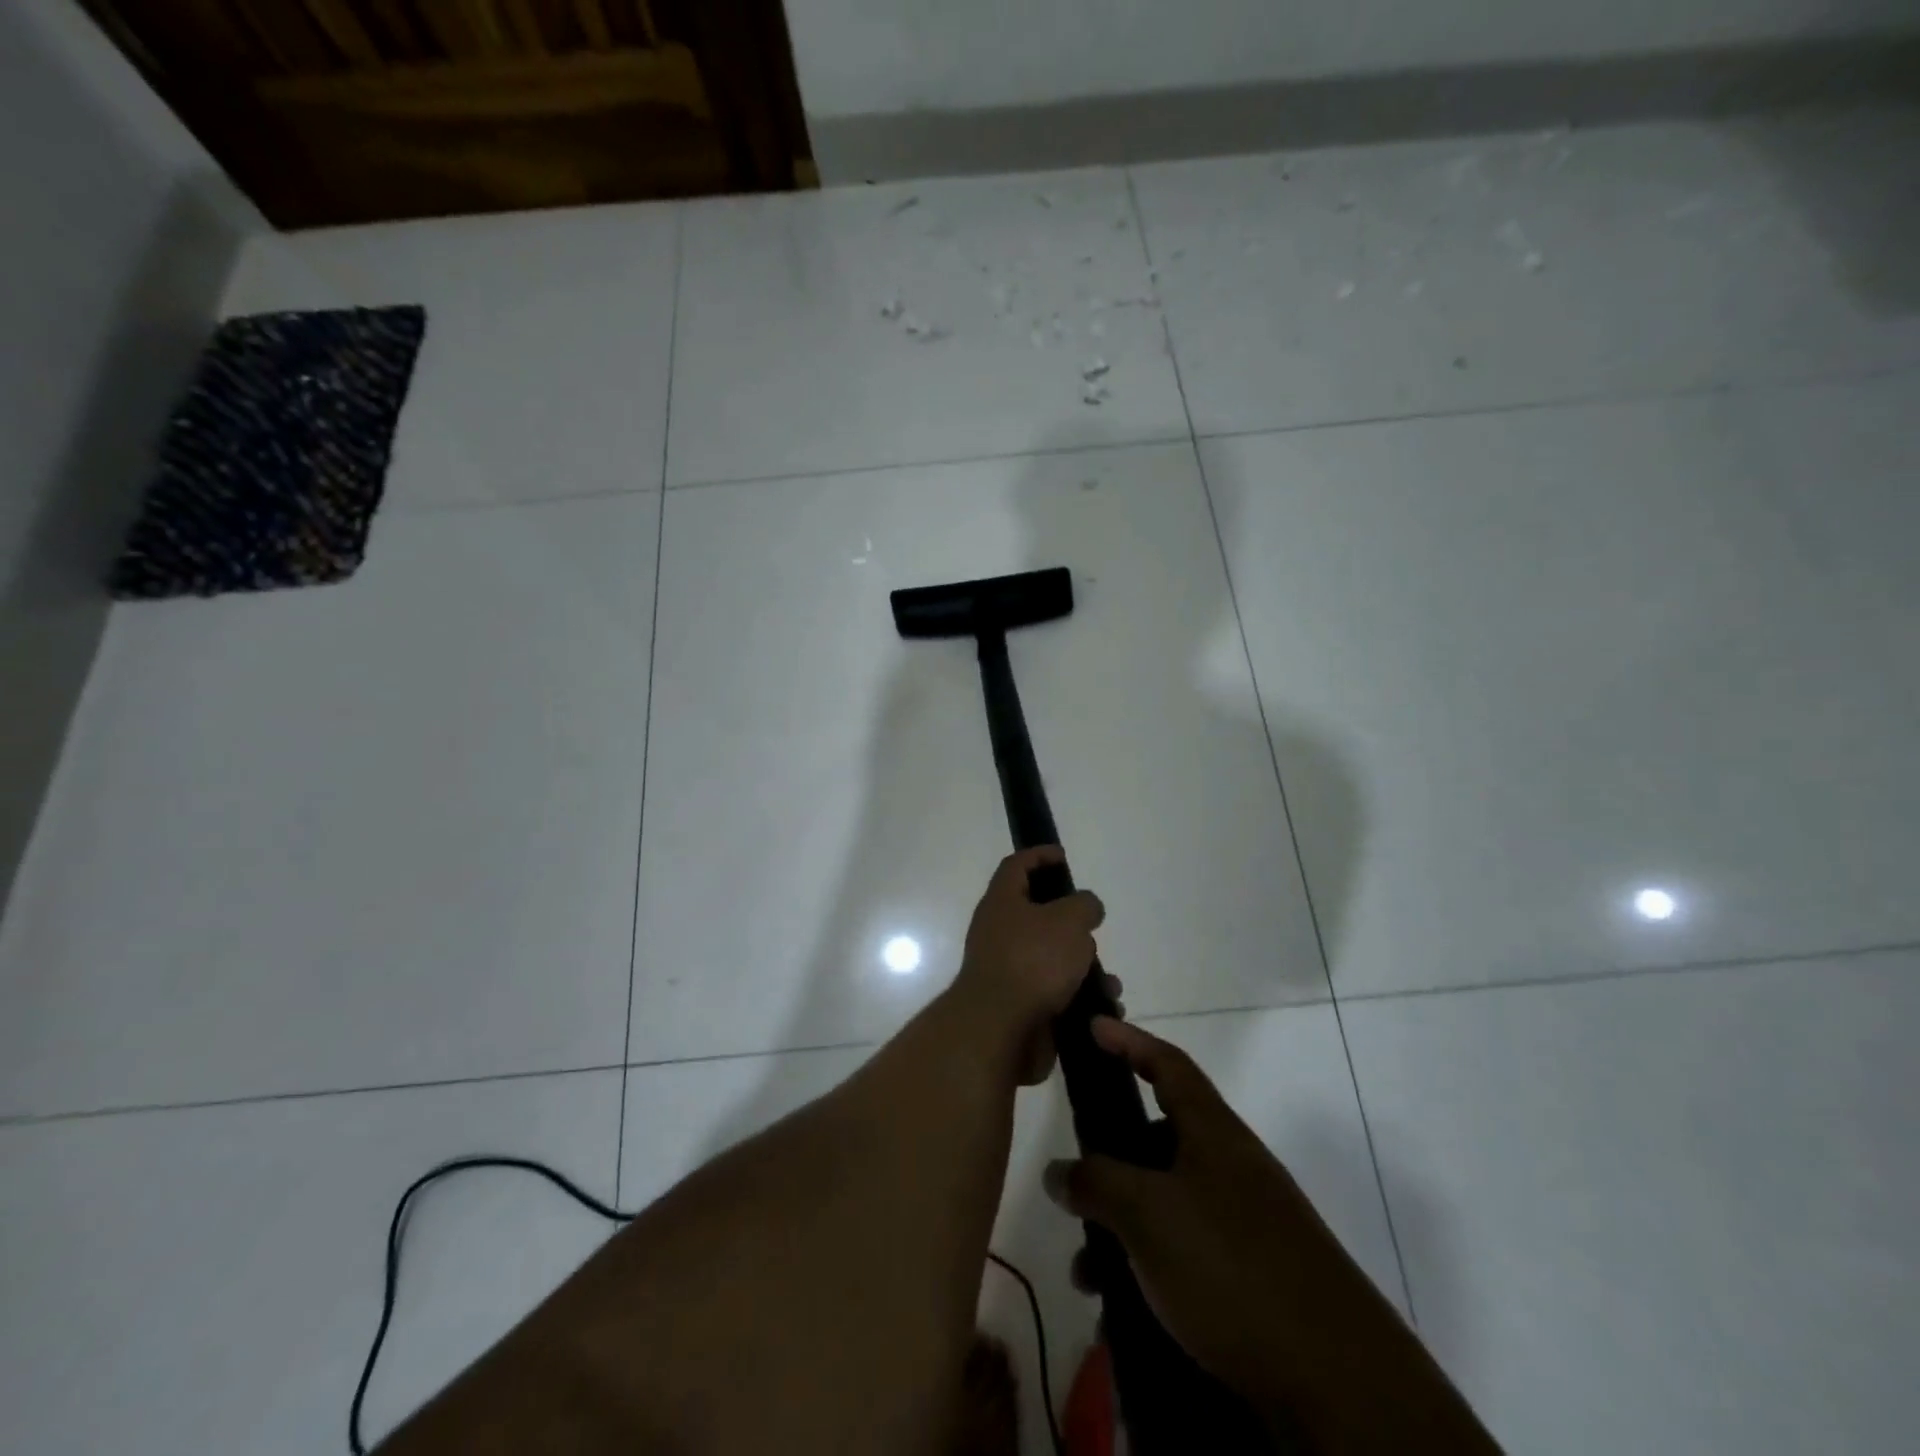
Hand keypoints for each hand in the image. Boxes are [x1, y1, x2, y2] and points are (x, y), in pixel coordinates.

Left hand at [948, 846, 1109, 1084]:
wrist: (1001, 1029)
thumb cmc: (1033, 960)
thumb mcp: (1069, 920)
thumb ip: (1084, 905)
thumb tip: (1085, 908)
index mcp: (1002, 902)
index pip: (1016, 866)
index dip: (1038, 855)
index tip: (1062, 857)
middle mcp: (999, 932)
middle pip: (1037, 915)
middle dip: (1070, 921)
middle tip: (1092, 926)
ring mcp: (1008, 970)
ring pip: (1051, 958)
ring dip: (1082, 966)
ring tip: (1108, 980)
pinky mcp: (1020, 1005)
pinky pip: (1056, 993)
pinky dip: (1080, 997)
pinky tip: (1103, 1007)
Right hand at [1043, 1018, 1349, 1419]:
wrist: (1340, 1386)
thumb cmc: (1231, 1267)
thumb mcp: (1147, 1215)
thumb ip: (1095, 1183)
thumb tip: (1058, 1172)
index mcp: (1214, 1132)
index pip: (1167, 1063)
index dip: (1129, 1040)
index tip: (1094, 1026)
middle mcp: (1232, 1167)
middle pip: (1159, 1140)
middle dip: (1111, 1161)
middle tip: (1075, 1184)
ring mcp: (1247, 1222)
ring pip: (1166, 1203)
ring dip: (1122, 1228)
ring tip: (1089, 1274)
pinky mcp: (1254, 1276)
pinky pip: (1185, 1251)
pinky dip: (1149, 1267)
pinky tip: (1124, 1308)